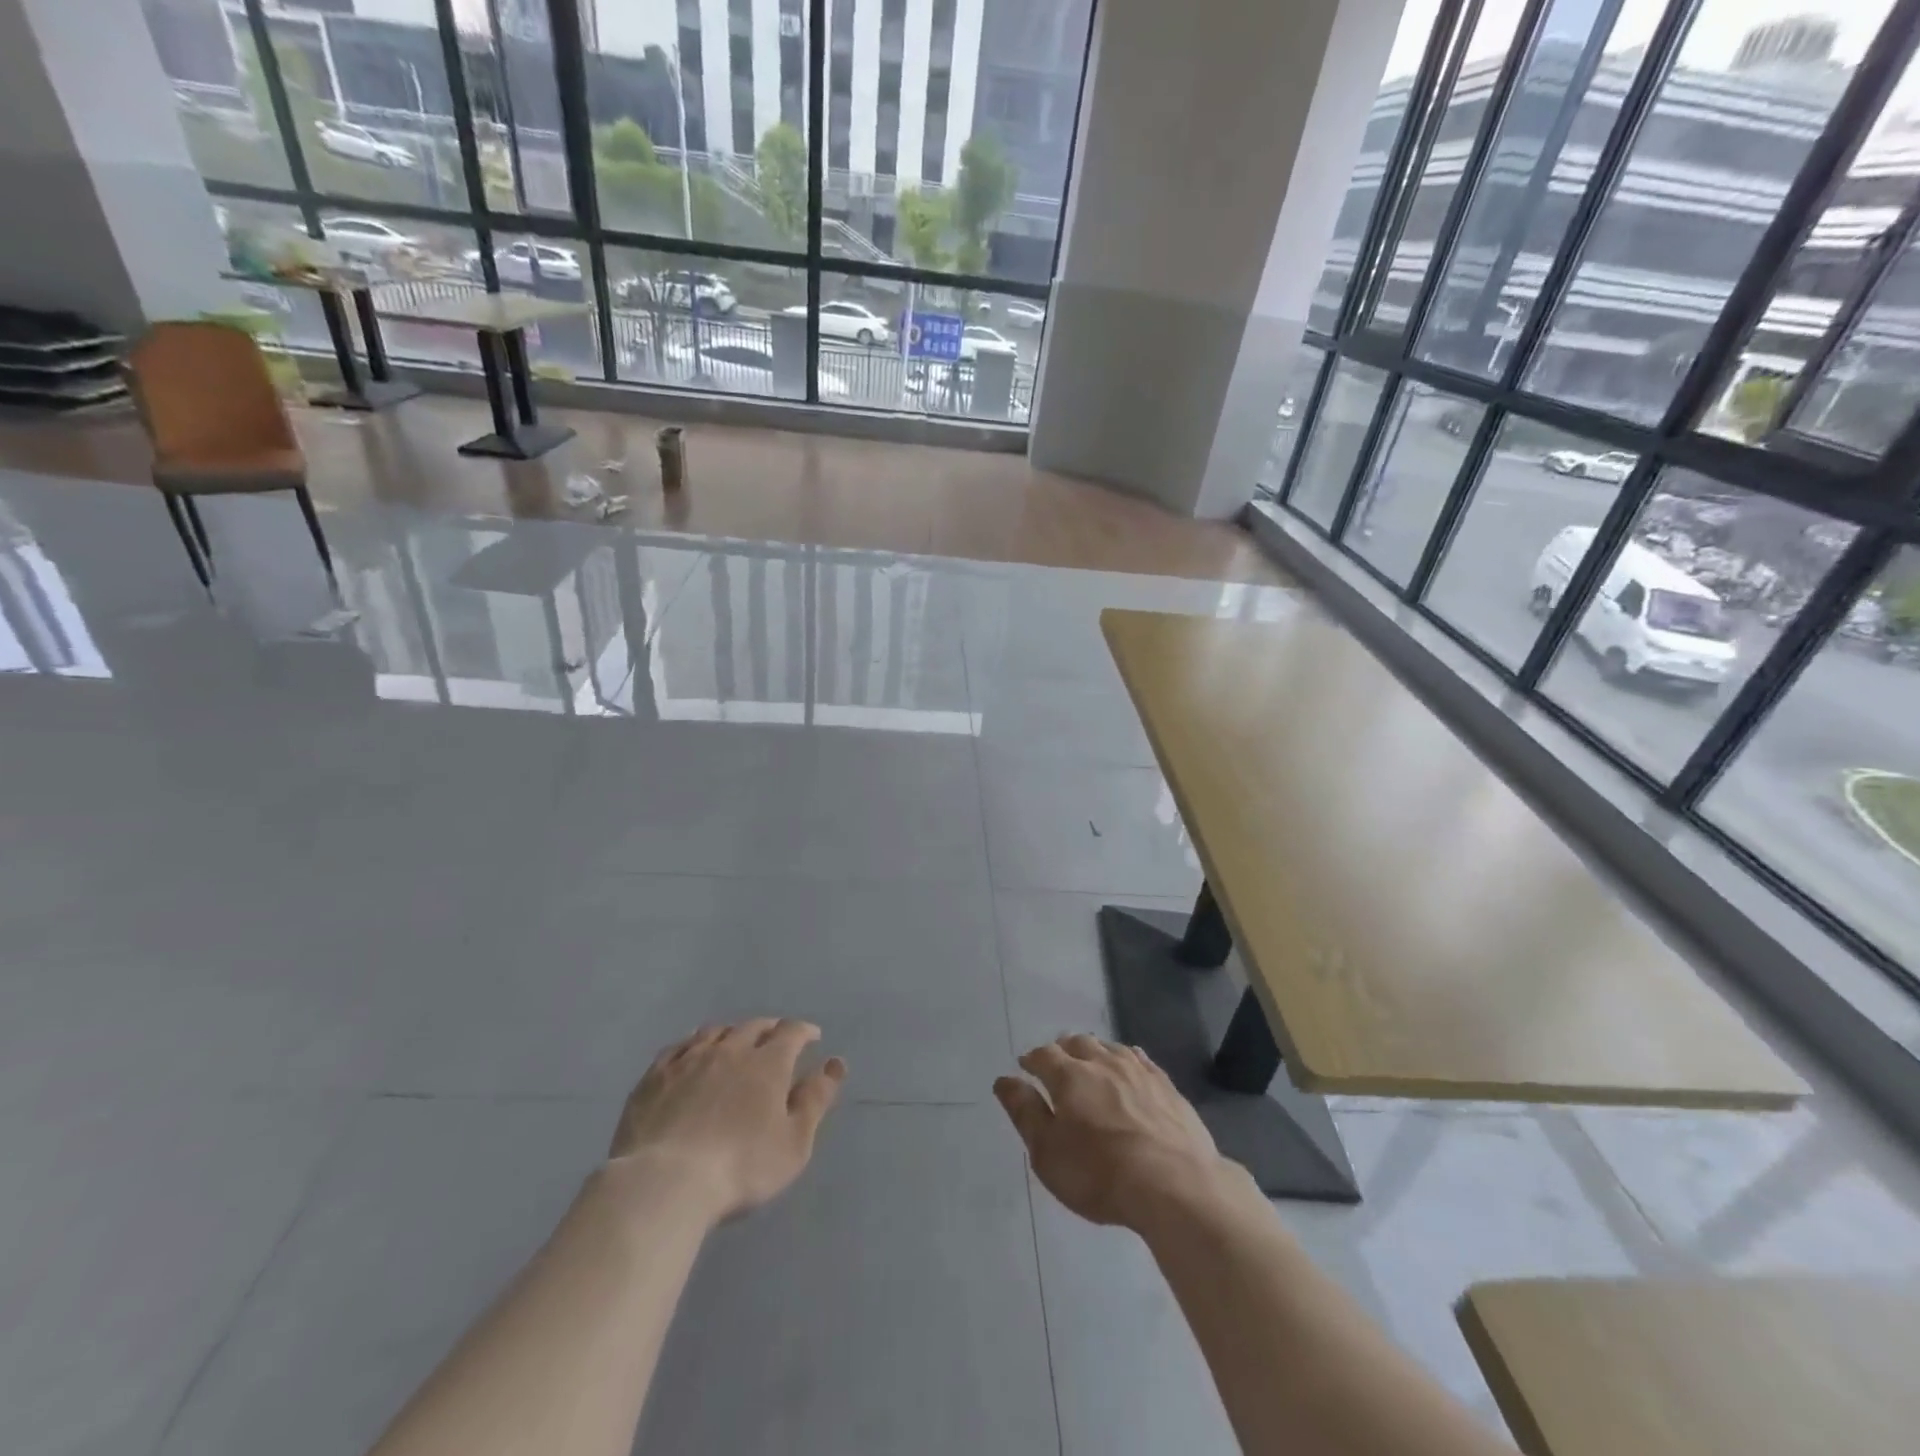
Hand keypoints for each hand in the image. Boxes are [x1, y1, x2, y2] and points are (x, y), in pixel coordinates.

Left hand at [608, 1019, 845, 1222]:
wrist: (666, 1183)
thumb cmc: (741, 1168)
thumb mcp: (794, 1143)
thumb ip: (815, 1100)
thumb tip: (834, 1063)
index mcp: (767, 1063)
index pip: (791, 1032)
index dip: (804, 1031)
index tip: (812, 1037)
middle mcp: (730, 1049)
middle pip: (753, 1026)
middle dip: (770, 1029)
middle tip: (776, 1039)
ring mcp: (689, 1059)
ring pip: (715, 1031)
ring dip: (732, 1033)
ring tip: (735, 1043)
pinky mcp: (655, 1076)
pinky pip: (678, 1047)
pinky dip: (693, 1044)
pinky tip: (692, 1053)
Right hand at [994, 1035, 1232, 1228]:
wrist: (1175, 1184)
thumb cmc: (1100, 1174)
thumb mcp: (1048, 1152)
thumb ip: (1025, 1112)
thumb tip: (1004, 1080)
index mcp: (1069, 1076)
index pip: (1044, 1055)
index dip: (1032, 1059)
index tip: (1025, 1067)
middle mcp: (1102, 1063)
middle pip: (1078, 1043)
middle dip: (1063, 1050)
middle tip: (1057, 1063)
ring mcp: (1138, 1071)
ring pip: (1109, 1047)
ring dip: (1094, 1051)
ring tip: (1090, 1061)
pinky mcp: (1166, 1085)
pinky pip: (1140, 1059)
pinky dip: (1126, 1059)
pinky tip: (1129, 1067)